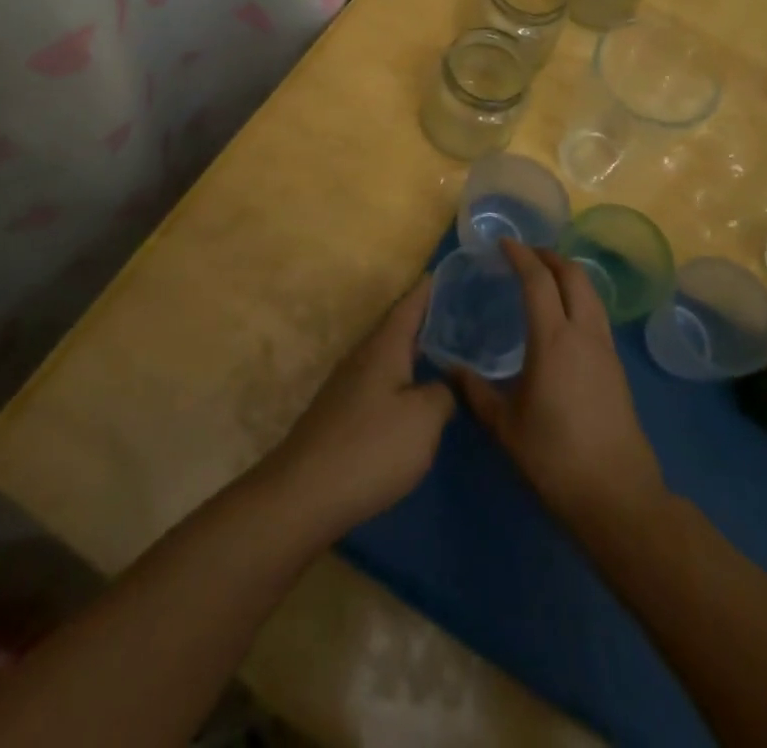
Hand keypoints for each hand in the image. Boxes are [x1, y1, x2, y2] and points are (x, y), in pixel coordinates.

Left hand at [263, 278, 453, 540]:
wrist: (304, 495)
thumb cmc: (371, 448)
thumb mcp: (424, 420)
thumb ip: (443, 394)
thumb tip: (444, 384)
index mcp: (384, 347)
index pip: (409, 305)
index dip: (429, 289)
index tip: (447, 272)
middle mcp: (363, 357)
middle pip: (397, 329)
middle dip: (426, 321)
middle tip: (462, 315)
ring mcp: (347, 386)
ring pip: (388, 358)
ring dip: (414, 352)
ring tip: (446, 354)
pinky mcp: (341, 415)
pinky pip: (380, 384)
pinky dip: (402, 380)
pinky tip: (415, 397)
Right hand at [455, 240, 666, 535]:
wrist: (617, 496)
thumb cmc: (554, 458)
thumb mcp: (505, 427)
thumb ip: (476, 393)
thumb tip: (451, 370)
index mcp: (554, 340)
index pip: (538, 281)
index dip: (521, 256)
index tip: (503, 244)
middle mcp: (584, 333)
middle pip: (574, 275)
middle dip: (550, 256)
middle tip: (526, 255)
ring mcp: (606, 349)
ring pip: (592, 293)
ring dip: (569, 275)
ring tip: (546, 278)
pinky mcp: (617, 367)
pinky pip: (597, 315)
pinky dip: (580, 298)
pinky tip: (564, 318)